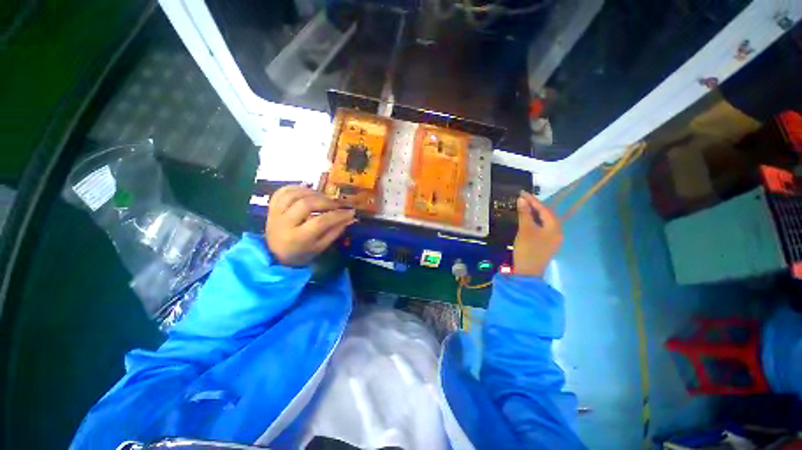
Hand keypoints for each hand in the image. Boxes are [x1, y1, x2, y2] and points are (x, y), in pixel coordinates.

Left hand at [266, 185, 355, 265]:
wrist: (274, 253)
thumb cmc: (300, 253)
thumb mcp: (319, 247)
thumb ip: (334, 232)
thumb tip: (349, 218)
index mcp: (297, 238)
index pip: (320, 222)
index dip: (337, 215)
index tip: (350, 212)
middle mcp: (284, 224)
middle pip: (306, 204)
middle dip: (326, 202)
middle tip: (336, 204)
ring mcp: (275, 213)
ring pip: (294, 194)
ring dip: (312, 193)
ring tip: (323, 197)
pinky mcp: (271, 207)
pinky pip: (283, 191)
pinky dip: (297, 188)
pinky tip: (308, 191)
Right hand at [513, 190, 562, 275]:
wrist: (528, 272)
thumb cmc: (527, 249)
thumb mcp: (525, 230)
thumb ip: (524, 214)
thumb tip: (521, 200)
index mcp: (554, 227)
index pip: (544, 209)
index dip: (532, 200)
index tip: (521, 193)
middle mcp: (557, 231)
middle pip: (546, 215)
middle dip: (535, 206)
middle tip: (522, 199)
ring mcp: (552, 239)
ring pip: (544, 221)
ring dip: (534, 214)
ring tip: (523, 207)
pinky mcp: (546, 244)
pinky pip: (542, 228)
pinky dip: (534, 222)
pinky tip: (527, 220)